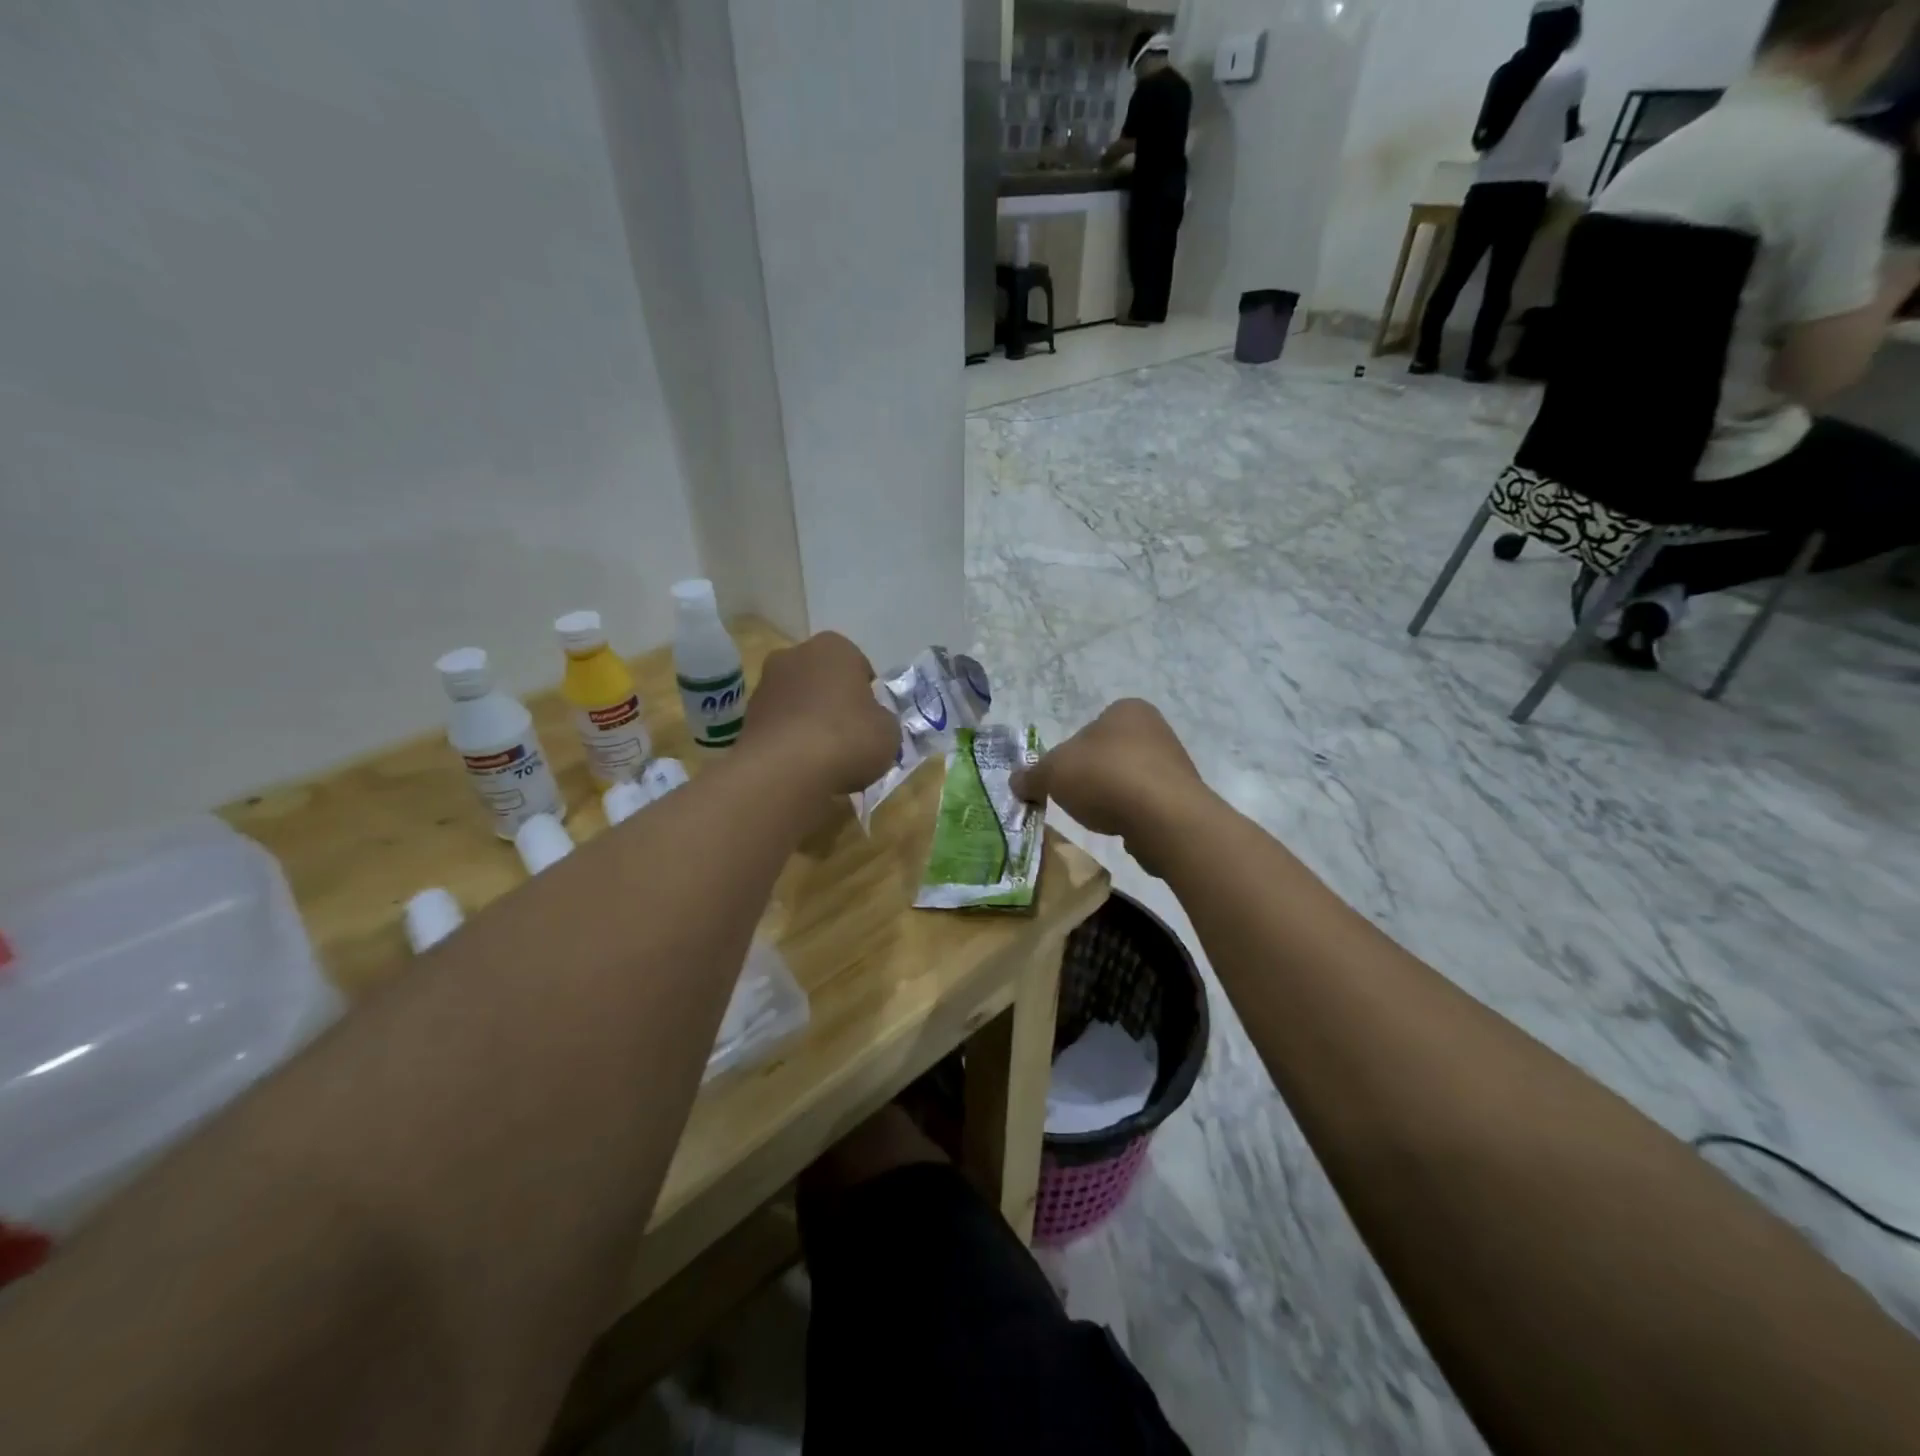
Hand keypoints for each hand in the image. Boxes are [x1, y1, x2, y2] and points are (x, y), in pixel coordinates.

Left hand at [739, 633, 898, 795]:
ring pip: (797, 702)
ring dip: (808, 722)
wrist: (785, 770)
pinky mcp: (746, 718)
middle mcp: (794, 655)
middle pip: (823, 679)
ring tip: (823, 758)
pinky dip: (789, 741)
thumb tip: (872, 723)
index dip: (868, 694)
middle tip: (849, 737)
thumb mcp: (888, 731)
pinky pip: (779, 726)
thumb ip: (882, 720)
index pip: (859, 666)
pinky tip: (801, 766)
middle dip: (833, 702)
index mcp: (834, 647)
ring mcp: (765, 685)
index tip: (871, 721)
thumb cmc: (847, 738)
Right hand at [1012, 700, 1208, 872]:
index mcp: (1126, 709)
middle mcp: (1155, 729)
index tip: (1063, 778)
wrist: (1164, 817)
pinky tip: (1123, 827)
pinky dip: (1132, 814)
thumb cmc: (1105, 777)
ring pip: (1128, 779)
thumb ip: (1031, 775)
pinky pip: (1147, 804)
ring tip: (1100, 817)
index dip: (1070, 754)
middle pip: (1109, 754)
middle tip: (1076, 799)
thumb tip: (1016, 782)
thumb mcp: (1053, 772)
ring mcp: (1174, 763)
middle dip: (1091, 777)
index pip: (1089, 727)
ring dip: (1113, 796)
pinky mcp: (1183, 797)